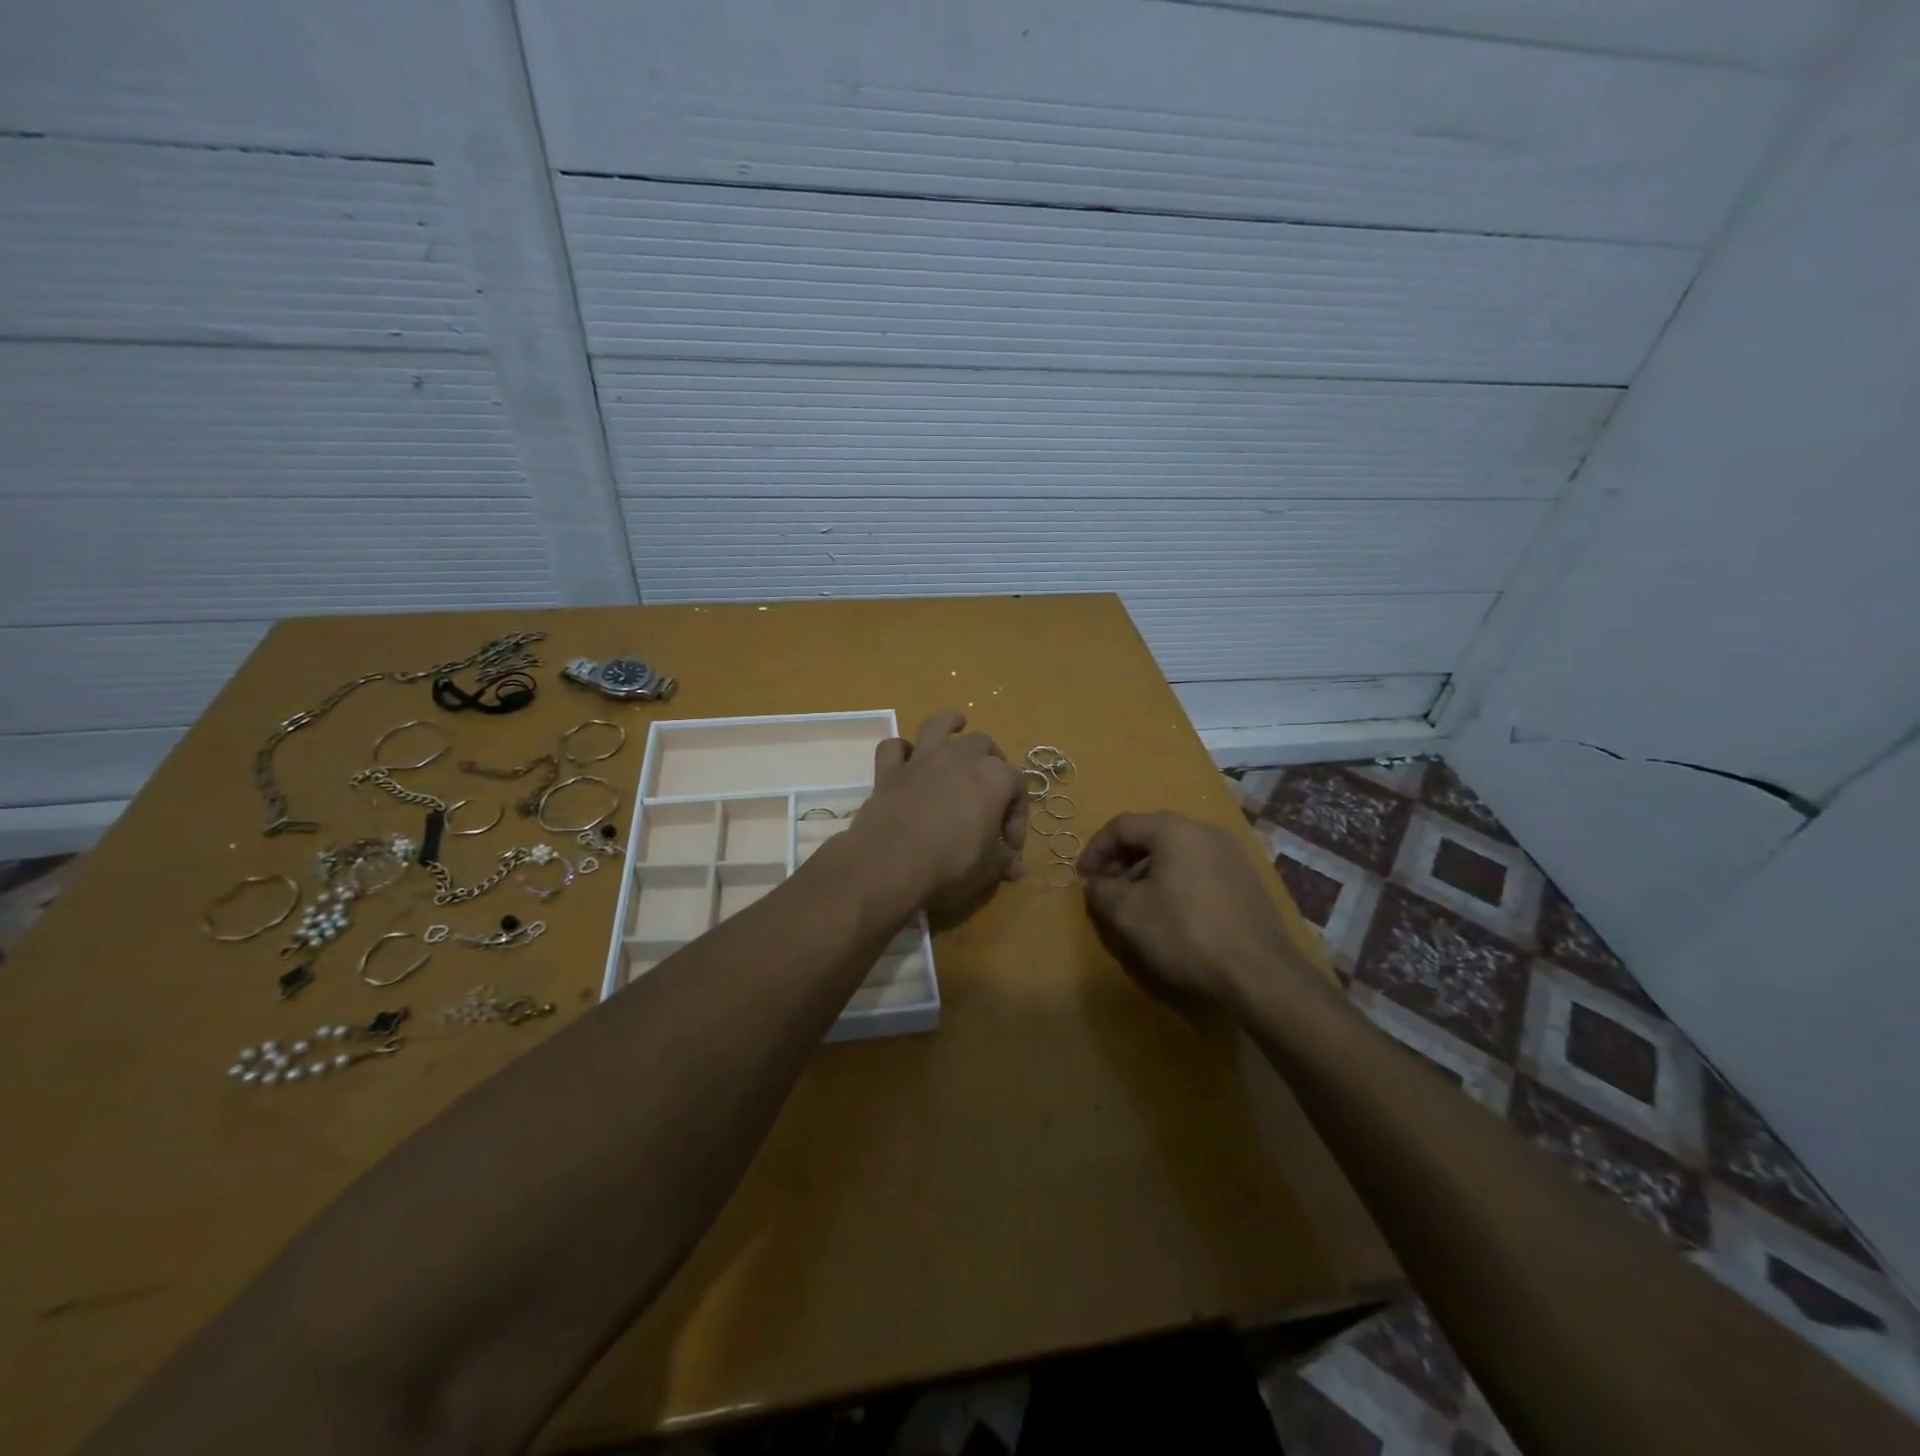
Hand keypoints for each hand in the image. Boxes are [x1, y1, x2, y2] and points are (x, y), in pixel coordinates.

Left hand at [844, 711, 1027, 921]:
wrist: (890, 863)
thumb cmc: (951, 864)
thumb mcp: (989, 867)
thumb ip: (1004, 860)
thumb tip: (1015, 867)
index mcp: (994, 777)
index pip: (1018, 786)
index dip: (1018, 816)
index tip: (1009, 847)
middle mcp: (960, 758)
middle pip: (984, 745)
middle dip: (992, 763)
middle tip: (989, 794)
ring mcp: (922, 760)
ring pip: (938, 726)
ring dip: (949, 724)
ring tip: (957, 725)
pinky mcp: (889, 771)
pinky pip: (894, 748)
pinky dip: (901, 751)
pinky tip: (906, 759)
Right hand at [1078, 811, 1307, 1016]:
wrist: (1260, 975)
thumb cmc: (1184, 933)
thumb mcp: (1128, 913)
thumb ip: (1101, 891)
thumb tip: (1095, 883)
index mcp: (1175, 829)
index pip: (1121, 826)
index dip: (1094, 850)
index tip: (1083, 879)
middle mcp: (1206, 831)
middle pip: (1150, 836)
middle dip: (1121, 862)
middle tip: (1106, 891)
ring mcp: (1232, 855)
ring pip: (1176, 854)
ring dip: (1147, 874)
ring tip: (1137, 907)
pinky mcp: (1246, 882)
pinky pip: (1198, 871)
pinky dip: (1175, 884)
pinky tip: (1171, 916)